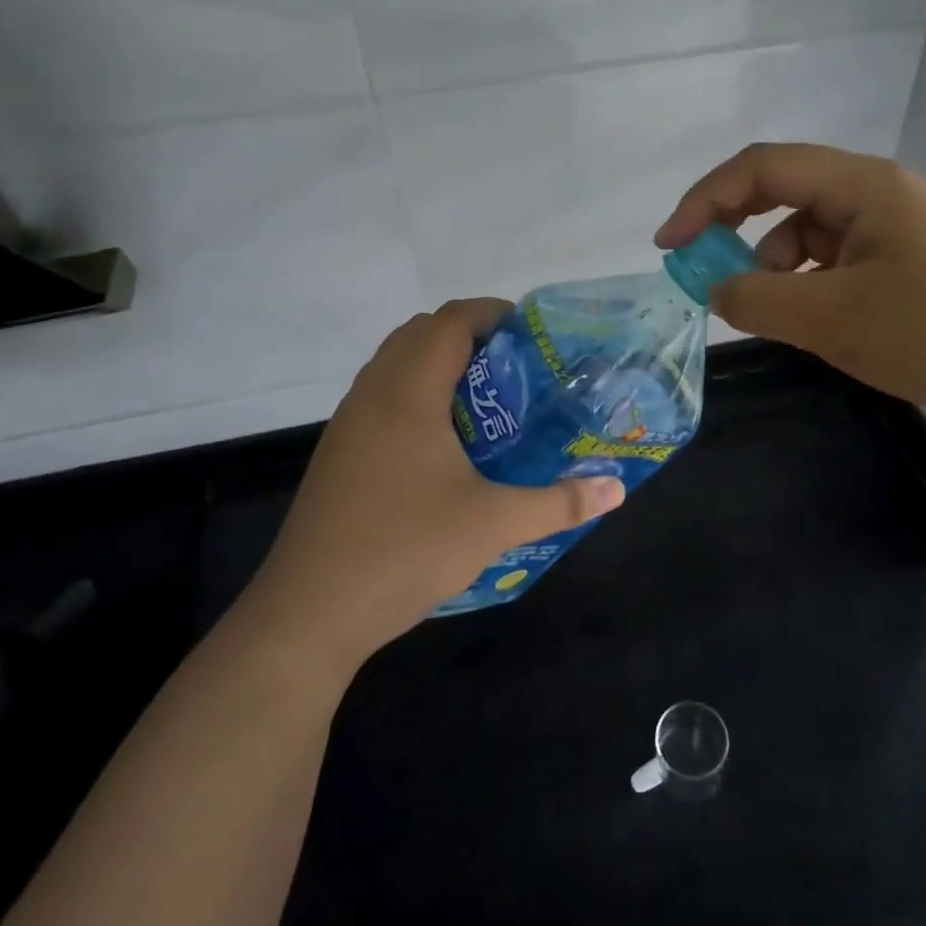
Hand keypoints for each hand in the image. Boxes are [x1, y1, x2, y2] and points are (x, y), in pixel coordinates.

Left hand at [250, 299, 624, 673]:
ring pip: (394, 363)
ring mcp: (348, 423)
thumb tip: (615, 489)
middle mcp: (373, 394)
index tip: (530, 332)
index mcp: (408, 393)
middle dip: (468, 336)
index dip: (491, 313)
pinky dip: (414, 393)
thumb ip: (558, 503)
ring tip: (484, 400)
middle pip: (420, 332)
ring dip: (437, 363)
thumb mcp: (493, 525)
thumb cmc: (405, 551)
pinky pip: (380, 395)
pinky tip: (442, 443)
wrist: (309, 613)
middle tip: (514, 367)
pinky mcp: (338, 452)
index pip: (450, 321)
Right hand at [655, 143, 925, 451]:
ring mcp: (900, 236)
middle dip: (738, 233)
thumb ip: (758, 297)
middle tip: (708, 277)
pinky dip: (813, 292)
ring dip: (780, 271)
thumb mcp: (833, 316)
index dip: (705, 199)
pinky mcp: (913, 275)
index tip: (668, 246)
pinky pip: (841, 270)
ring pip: (813, 239)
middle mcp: (880, 198)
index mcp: (863, 186)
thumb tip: (714, 287)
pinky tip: (817, 327)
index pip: (763, 168)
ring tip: (781, 317)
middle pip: (786, 196)